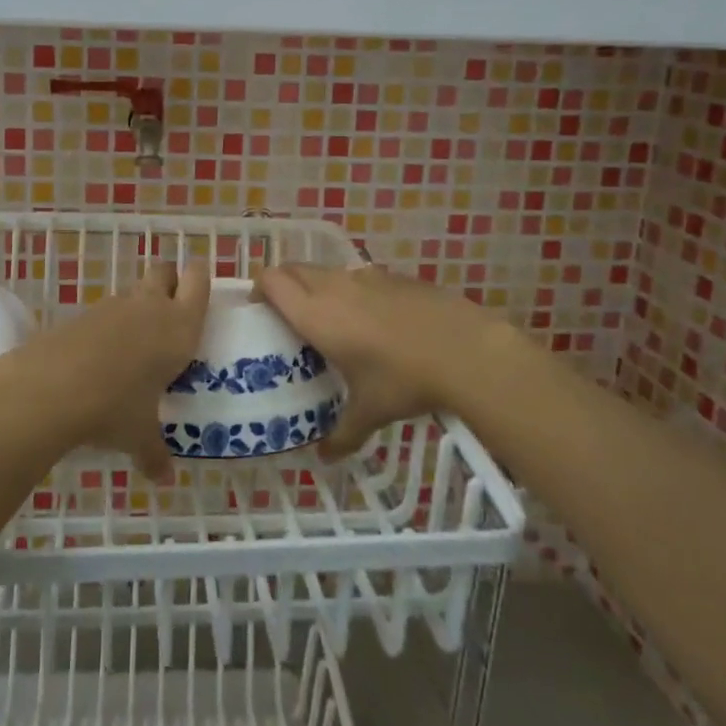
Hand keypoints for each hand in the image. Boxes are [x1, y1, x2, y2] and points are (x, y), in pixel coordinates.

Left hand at [0, 261, 209, 483]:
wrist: (50, 389)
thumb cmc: (114, 408)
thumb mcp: (139, 436)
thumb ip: (155, 453)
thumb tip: (164, 478)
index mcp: (178, 328)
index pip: (197, 280)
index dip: (199, 279)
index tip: (200, 293)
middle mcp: (149, 307)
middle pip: (164, 271)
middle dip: (169, 282)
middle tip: (170, 311)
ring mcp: (112, 307)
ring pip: (132, 292)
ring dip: (137, 308)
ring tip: (135, 346)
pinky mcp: (80, 314)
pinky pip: (104, 312)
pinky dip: (107, 327)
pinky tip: (100, 359)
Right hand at [256, 263, 509, 461]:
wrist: (466, 350)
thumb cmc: (404, 380)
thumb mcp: (370, 412)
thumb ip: (342, 434)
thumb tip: (325, 457)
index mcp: (316, 314)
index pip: (272, 280)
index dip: (259, 288)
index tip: (260, 310)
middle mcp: (335, 287)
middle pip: (294, 268)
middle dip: (284, 285)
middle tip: (288, 316)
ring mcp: (367, 277)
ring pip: (328, 271)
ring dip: (319, 286)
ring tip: (331, 320)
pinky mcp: (395, 277)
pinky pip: (361, 277)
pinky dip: (355, 291)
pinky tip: (375, 321)